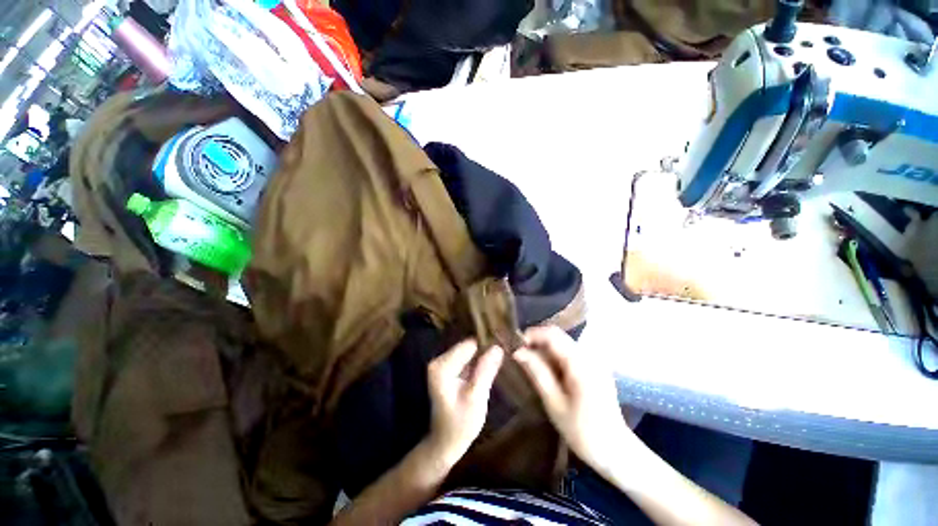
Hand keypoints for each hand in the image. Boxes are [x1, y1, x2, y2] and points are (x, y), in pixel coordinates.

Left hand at [426, 340, 503, 465]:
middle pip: (468, 345)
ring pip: (469, 350)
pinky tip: (490, 363)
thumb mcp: (477, 398)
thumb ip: (486, 370)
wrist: (446, 442)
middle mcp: (439, 360)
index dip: (487, 344)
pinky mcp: (448, 367)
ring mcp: (443, 363)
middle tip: (504, 353)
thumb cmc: (461, 424)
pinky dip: (478, 359)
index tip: (504, 347)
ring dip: (483, 353)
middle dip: (486, 348)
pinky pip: (467, 357)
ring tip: (500, 357)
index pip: (469, 344)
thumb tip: (498, 347)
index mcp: (442, 366)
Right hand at [513, 326, 633, 474]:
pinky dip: (555, 356)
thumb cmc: (583, 432)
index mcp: (581, 364)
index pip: (553, 335)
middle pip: (558, 336)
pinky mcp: (594, 367)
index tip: (516, 345)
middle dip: (537, 341)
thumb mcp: (554, 404)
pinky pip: (570, 352)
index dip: (532, 335)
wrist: (616, 451)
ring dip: (545, 348)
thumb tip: (518, 351)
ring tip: (530, 363)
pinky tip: (547, 370)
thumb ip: (537, 372)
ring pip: (563, 343)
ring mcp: (594, 360)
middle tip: (520, 355)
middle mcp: (589, 356)